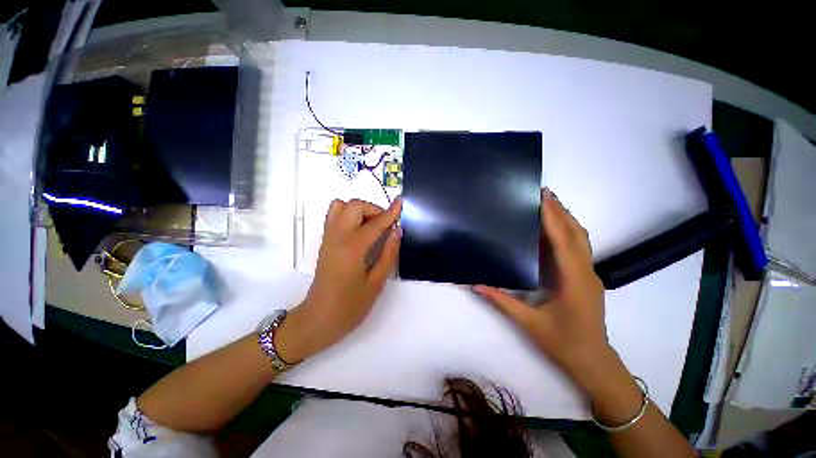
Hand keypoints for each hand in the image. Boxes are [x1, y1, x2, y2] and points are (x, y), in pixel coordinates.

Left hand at [275, 198, 402, 362]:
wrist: (318, 319)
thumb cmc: (350, 306)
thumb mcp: (377, 283)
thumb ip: (388, 254)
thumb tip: (397, 231)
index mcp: (353, 248)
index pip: (375, 223)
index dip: (390, 212)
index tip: (401, 202)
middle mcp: (337, 237)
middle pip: (354, 206)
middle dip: (373, 209)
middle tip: (385, 225)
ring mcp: (328, 238)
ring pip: (341, 206)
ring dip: (360, 210)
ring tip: (372, 226)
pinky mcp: (325, 242)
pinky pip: (334, 216)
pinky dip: (349, 214)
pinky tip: (360, 230)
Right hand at [473, 189, 609, 390]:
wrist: (594, 364)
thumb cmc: (564, 344)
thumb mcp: (528, 323)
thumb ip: (501, 301)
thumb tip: (476, 284)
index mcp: (573, 279)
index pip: (563, 240)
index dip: (553, 216)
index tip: (542, 197)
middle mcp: (586, 272)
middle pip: (577, 233)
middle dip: (561, 211)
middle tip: (542, 194)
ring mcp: (589, 275)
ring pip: (581, 239)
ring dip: (565, 220)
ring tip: (546, 206)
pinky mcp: (587, 279)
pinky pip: (578, 249)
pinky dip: (566, 233)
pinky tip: (552, 232)